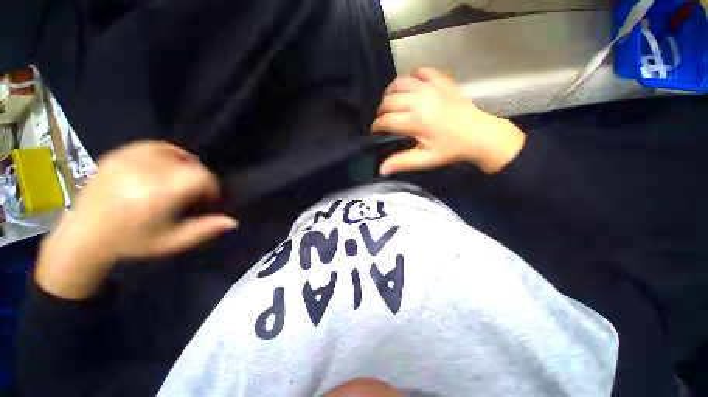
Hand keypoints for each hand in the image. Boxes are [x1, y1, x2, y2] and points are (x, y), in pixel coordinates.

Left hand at [36, 141, 236, 298]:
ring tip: (180, 179)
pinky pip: (152, 146)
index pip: (199, 176)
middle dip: (198, 178)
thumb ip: (204, 230)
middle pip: (188, 164)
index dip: (211, 185)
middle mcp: (140, 175)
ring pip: (173, 152)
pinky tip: (166, 166)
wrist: (83, 236)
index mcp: (154, 198)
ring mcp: (124, 162)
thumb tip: (232, 221)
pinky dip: (167, 153)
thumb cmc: (130, 243)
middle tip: (192, 194)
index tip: (207, 198)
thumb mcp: (171, 243)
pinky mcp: (115, 155)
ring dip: (185, 165)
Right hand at [372, 66, 525, 174]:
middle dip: (381, 111)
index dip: (376, 127)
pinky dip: (412, 76)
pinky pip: (421, 71)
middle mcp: (419, 100)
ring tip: (390, 103)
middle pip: (389, 100)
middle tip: (384, 121)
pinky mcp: (442, 81)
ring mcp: (431, 87)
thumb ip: (402, 162)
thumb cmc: (451, 149)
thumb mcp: (425, 160)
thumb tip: (381, 170)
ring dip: (390, 92)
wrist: (480, 135)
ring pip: (400, 82)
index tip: (375, 133)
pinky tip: (411, 87)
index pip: (386, 120)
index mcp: (415, 120)